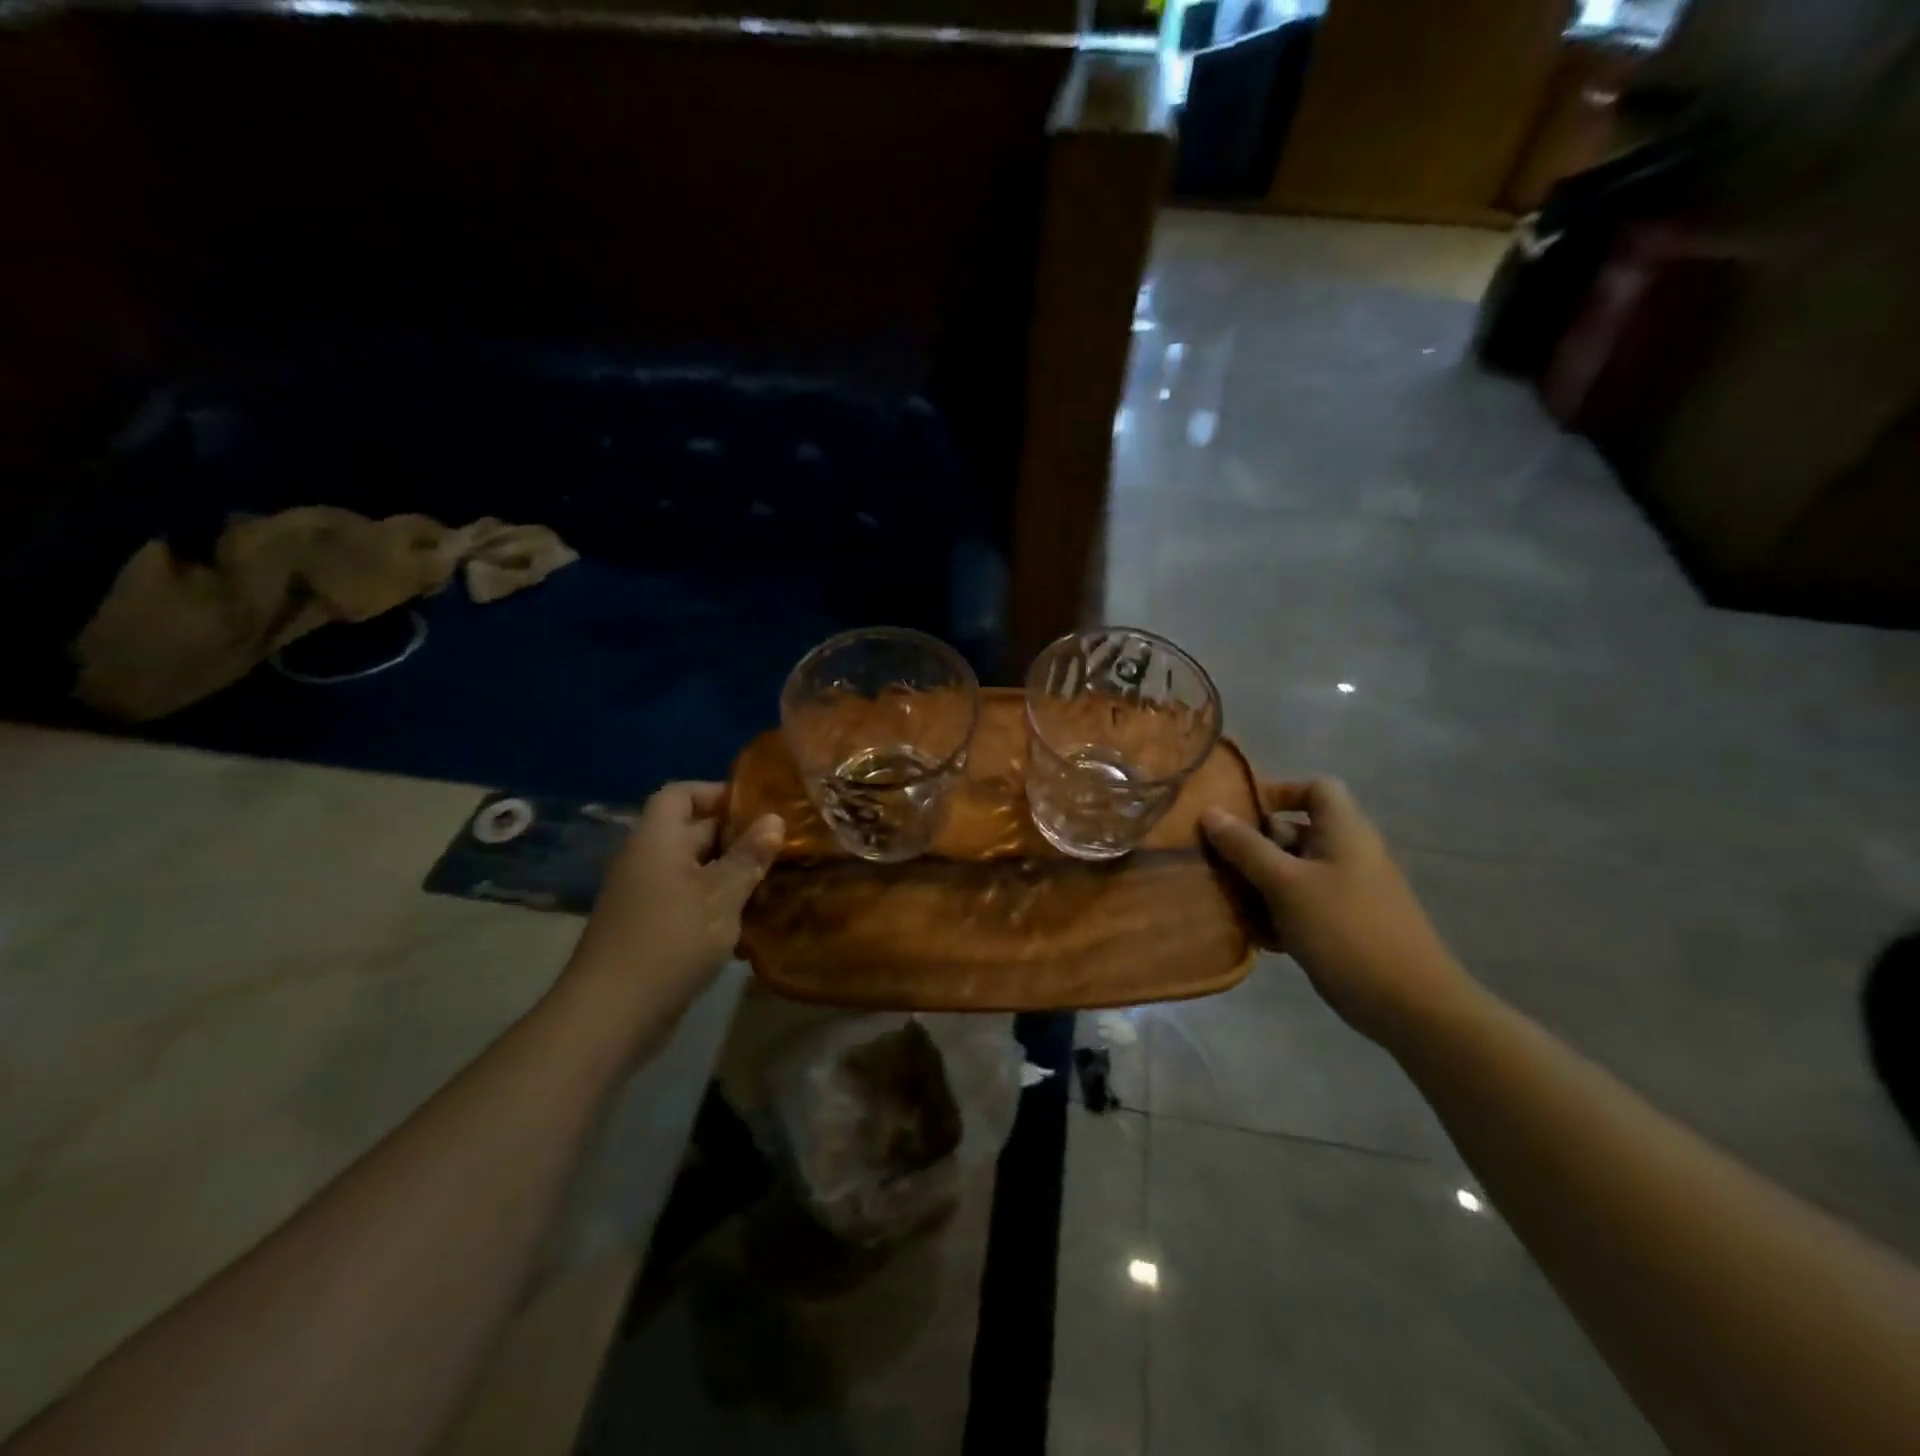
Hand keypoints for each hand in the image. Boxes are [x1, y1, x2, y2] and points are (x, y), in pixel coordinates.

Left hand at [561, 782, 783, 1047]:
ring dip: (731, 874)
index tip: (757, 807)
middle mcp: (647, 861)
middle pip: (691, 832)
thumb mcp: (721, 896)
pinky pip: (688, 902)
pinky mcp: (650, 930)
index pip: (681, 794)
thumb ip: (749, 856)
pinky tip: (750, 922)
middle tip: (781, 846)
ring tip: (774, 881)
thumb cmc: (670, 941)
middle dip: (736, 837)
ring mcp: (645, 897)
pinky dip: (716, 905)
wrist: (610, 1015)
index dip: (716, 793)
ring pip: (695, 871)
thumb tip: (775, 819)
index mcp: (657, 840)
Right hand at [1201, 778, 1477, 1050]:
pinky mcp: (1343, 925)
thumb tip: (1209, 811)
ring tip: (1225, 898)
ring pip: (1293, 872)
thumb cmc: (1345, 929)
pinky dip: (1276, 912)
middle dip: (1254, 844)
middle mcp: (1348, 853)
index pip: (1315, 788)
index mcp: (1344, 831)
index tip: (1239, 813)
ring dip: (1259, 882)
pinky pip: (1301, 905)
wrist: (1409, 1004)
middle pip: (1296, 831)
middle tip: (1217, 861)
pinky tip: (1252, 933)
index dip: (1278, 792)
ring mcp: (1348, 891)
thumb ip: (1246, 847)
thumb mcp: (1286, 884)